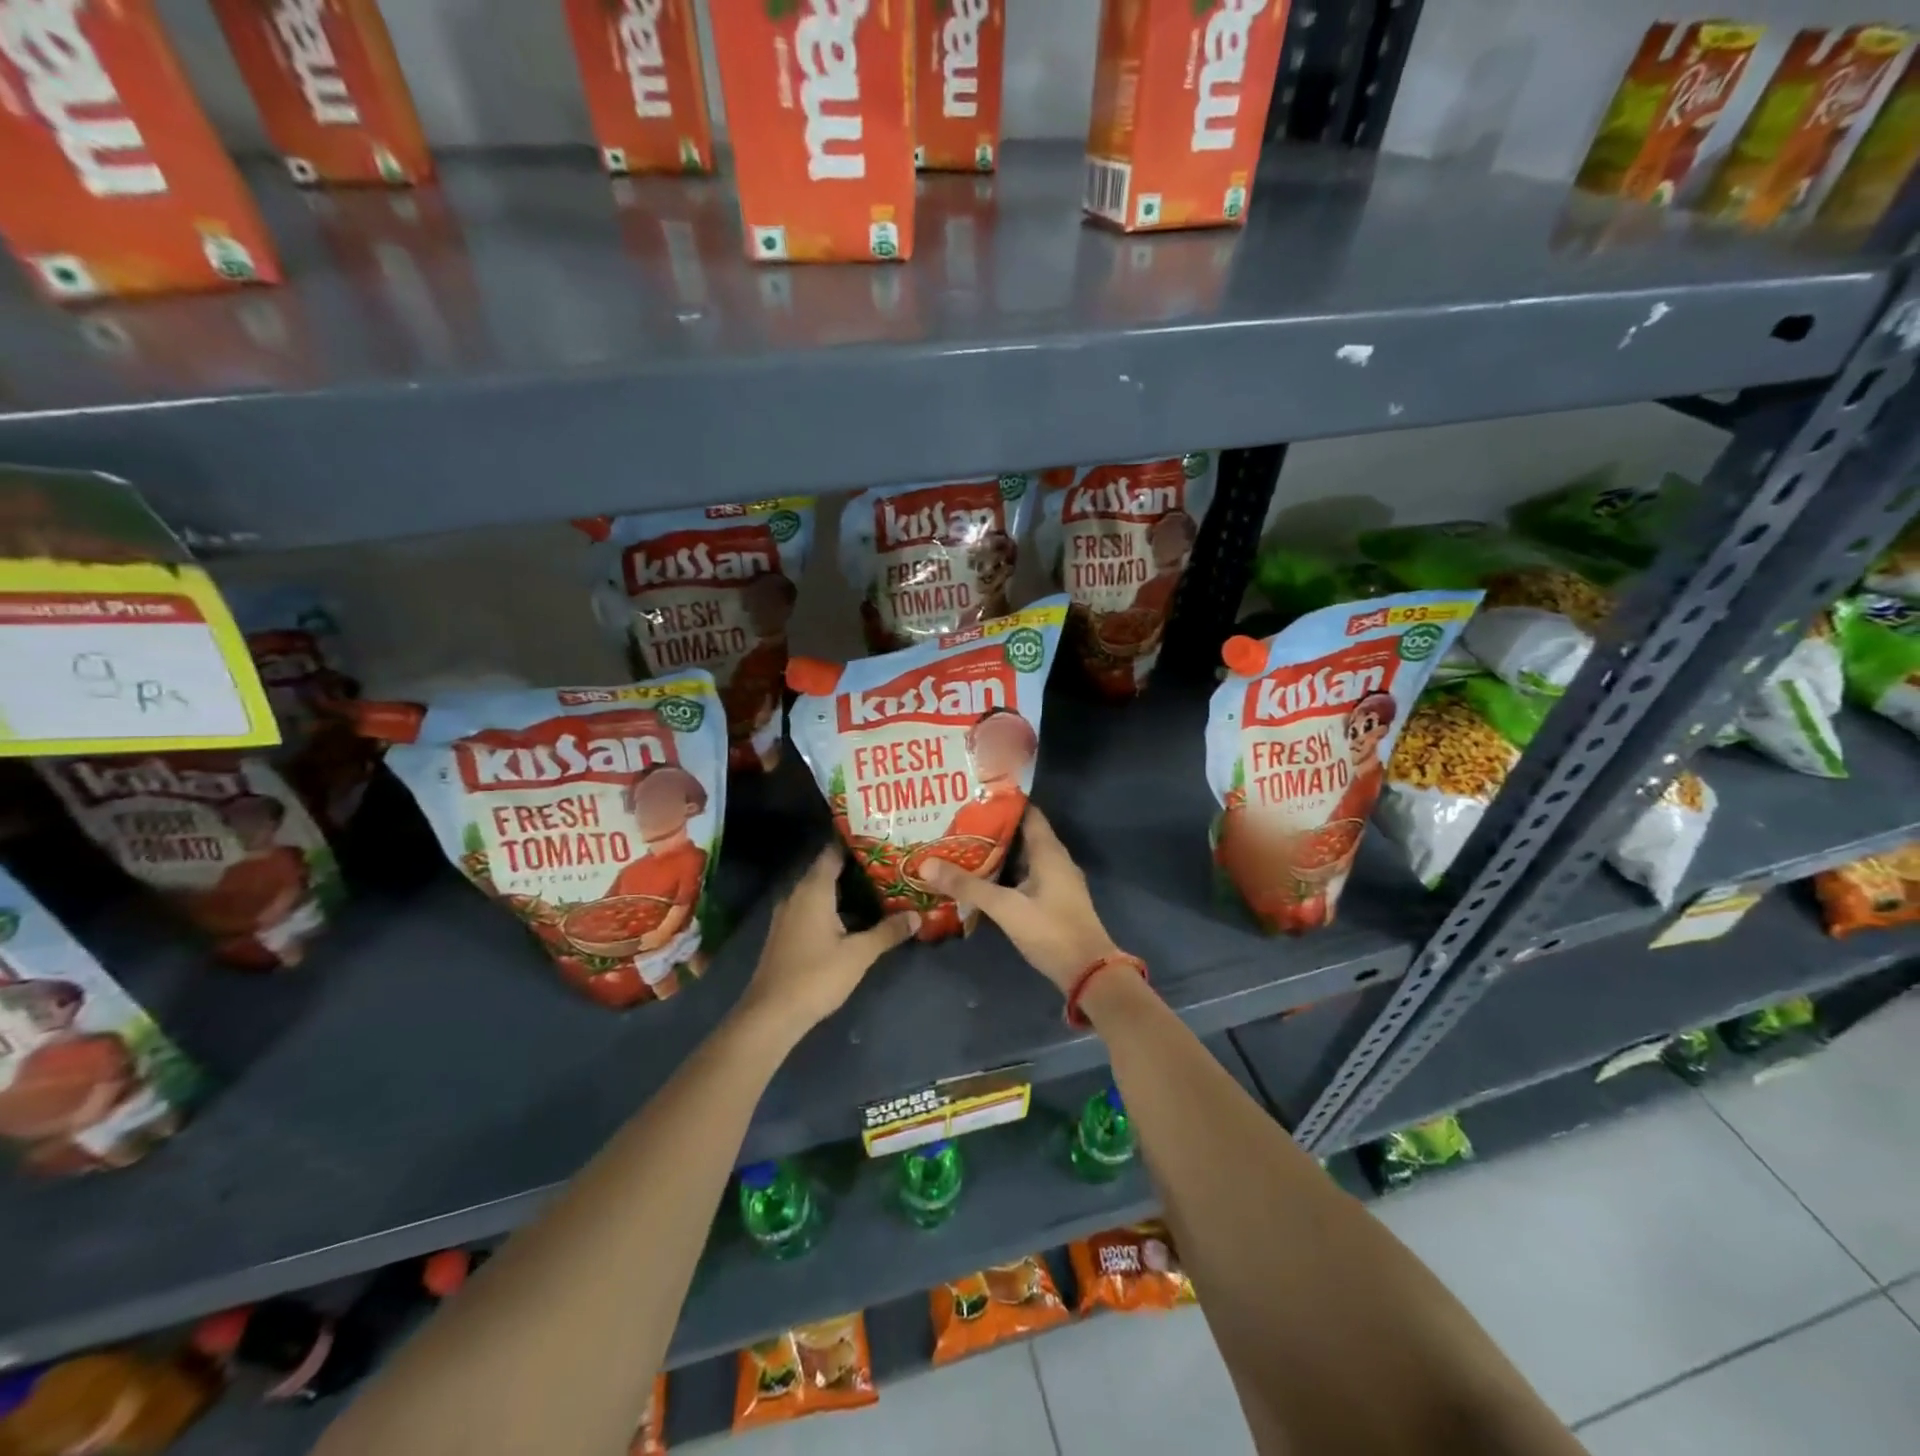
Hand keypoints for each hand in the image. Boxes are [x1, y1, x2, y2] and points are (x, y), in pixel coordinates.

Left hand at [739, 845, 918, 1033]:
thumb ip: (888, 931)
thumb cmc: (816, 976)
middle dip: (856, 866)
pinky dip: (833, 906)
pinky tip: (854, 917)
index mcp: (813, 889)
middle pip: (827, 869)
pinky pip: (812, 907)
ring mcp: (788, 914)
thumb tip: (916, 916)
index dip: (856, 842)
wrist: (771, 1014)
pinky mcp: (785, 933)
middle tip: (889, 862)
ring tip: (878, 887)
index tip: (881, 836)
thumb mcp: (859, 954)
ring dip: (845, 889)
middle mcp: (796, 894)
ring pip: (819, 891)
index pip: (833, 851)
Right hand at [921, 807, 1122, 993]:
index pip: (1026, 813)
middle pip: (1021, 835)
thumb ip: (968, 886)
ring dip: (996, 854)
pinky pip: (1025, 877)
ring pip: (1022, 858)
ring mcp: (1056, 882)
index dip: (1001, 803)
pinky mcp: (1052, 901)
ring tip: (961, 848)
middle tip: (956, 824)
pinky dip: (1004, 875)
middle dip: (991, 830)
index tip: (971, 798)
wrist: (1088, 972)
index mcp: (1049, 851)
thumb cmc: (1050, 931)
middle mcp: (1055, 860)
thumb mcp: (1005, 907)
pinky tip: (980, 881)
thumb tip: (926, 864)